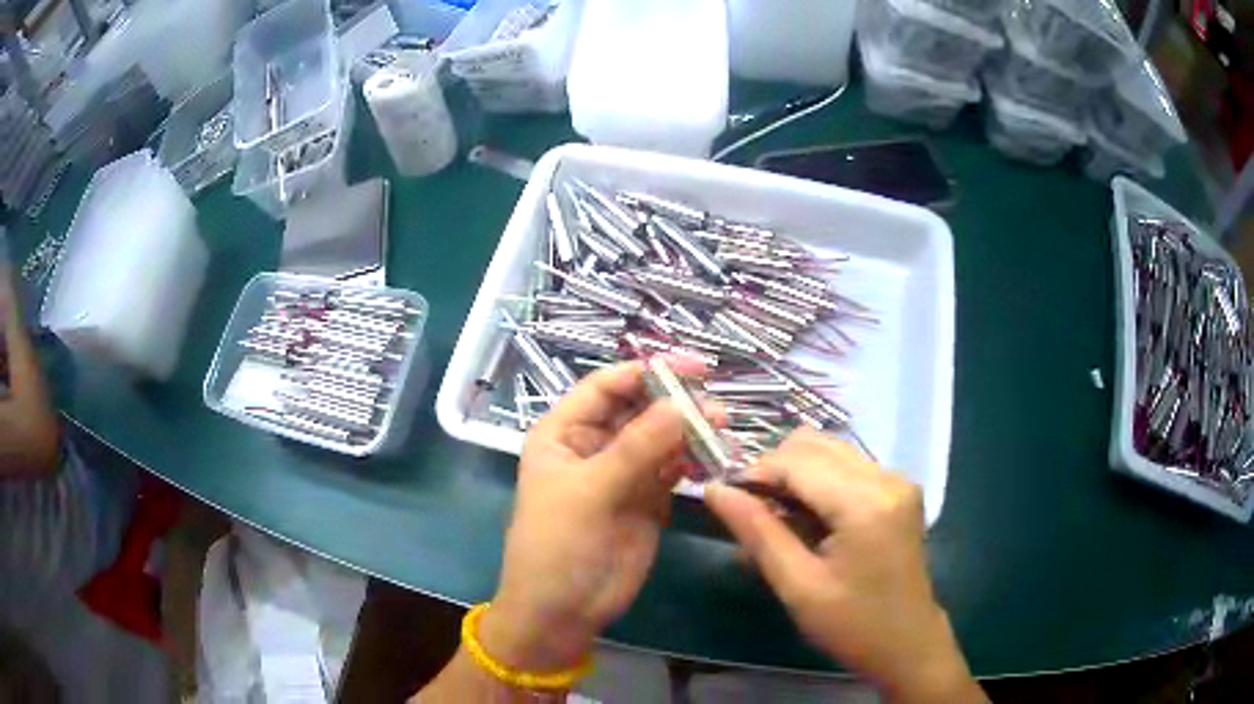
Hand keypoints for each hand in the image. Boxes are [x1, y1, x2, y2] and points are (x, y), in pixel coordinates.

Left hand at [481, 359, 701, 673]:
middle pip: (639, 408)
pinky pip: (673, 469)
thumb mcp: (590, 492)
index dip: (646, 372)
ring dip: (690, 430)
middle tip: (715, 406)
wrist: (562, 610)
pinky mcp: (647, 500)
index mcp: (564, 433)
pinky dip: (693, 460)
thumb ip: (635, 449)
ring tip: (722, 428)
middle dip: (675, 402)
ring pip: (661, 438)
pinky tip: (713, 459)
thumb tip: (679, 405)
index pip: (606, 387)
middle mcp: (594, 445)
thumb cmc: (558, 545)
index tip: (692, 368)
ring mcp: (623, 473)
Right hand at [704, 429, 983, 703]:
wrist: (907, 642)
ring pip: (830, 451)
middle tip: (752, 513)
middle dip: (775, 471)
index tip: (725, 497)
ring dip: (796, 476)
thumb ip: (757, 532)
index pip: (797, 461)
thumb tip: (714, 490)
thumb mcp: (798, 586)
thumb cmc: (851, 625)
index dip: (755, 472)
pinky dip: (819, 483)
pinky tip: (809, 519)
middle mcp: (887, 477)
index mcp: (865, 503)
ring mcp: (897, 480)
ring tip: (779, 519)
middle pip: (814, 445)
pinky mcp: (899, 489)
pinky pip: (847, 466)